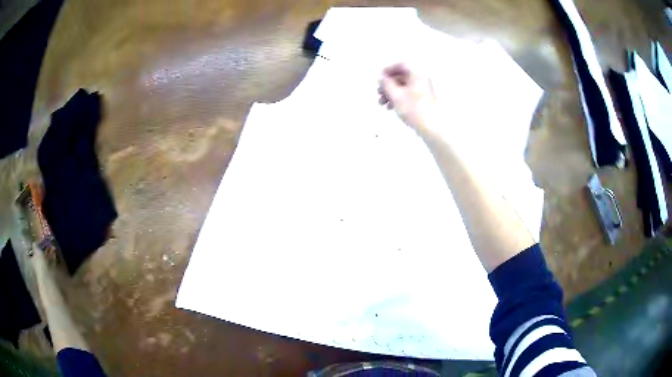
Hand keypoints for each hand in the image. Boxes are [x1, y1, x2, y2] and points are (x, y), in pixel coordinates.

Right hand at [378, 63, 436, 131]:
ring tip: (382, 103)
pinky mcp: (424, 98)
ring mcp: (424, 88)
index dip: (388, 69)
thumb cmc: (413, 109)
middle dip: (388, 84)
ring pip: (403, 86)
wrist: (431, 127)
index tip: (379, 77)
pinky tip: (391, 107)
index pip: (401, 65)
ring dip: (391, 92)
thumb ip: (386, 83)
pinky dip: (398, 97)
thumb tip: (382, 78)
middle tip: (378, 93)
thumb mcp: (395, 95)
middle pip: (401, 76)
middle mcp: (422, 78)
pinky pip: (408, 93)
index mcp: (417, 73)